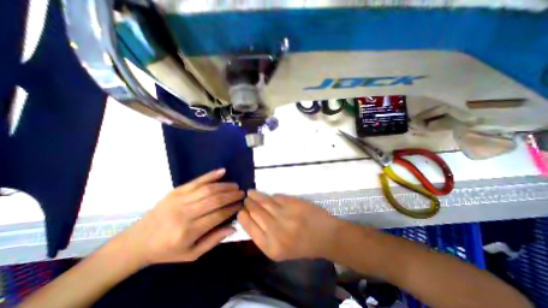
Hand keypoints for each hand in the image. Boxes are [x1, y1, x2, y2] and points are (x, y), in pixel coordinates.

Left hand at [119, 169, 242, 264]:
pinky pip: (196, 181)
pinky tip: (222, 171)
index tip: (241, 205)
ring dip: (225, 186)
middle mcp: (184, 213)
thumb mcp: (191, 254)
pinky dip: (211, 175)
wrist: (137, 241)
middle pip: (214, 200)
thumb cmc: (166, 250)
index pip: (217, 216)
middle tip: (242, 193)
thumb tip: (233, 227)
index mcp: (188, 232)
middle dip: (231, 196)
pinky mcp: (175, 191)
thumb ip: (213, 240)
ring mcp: (179, 199)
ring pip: (208, 189)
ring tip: (235, 185)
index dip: (232, 209)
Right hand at [239, 192, 341, 260]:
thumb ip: (265, 237)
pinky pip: (277, 197)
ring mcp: (285, 215)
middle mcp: (276, 231)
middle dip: (248, 204)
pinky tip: (267, 195)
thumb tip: (251, 219)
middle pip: (255, 212)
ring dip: (255, 196)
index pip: (249, 228)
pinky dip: (270, 196)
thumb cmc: (303, 247)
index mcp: (271, 247)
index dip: (243, 217)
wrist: (326, 237)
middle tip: (245, 199)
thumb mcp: (281, 250)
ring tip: (250, 192)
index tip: (240, 211)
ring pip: (264, 202)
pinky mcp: (293, 204)